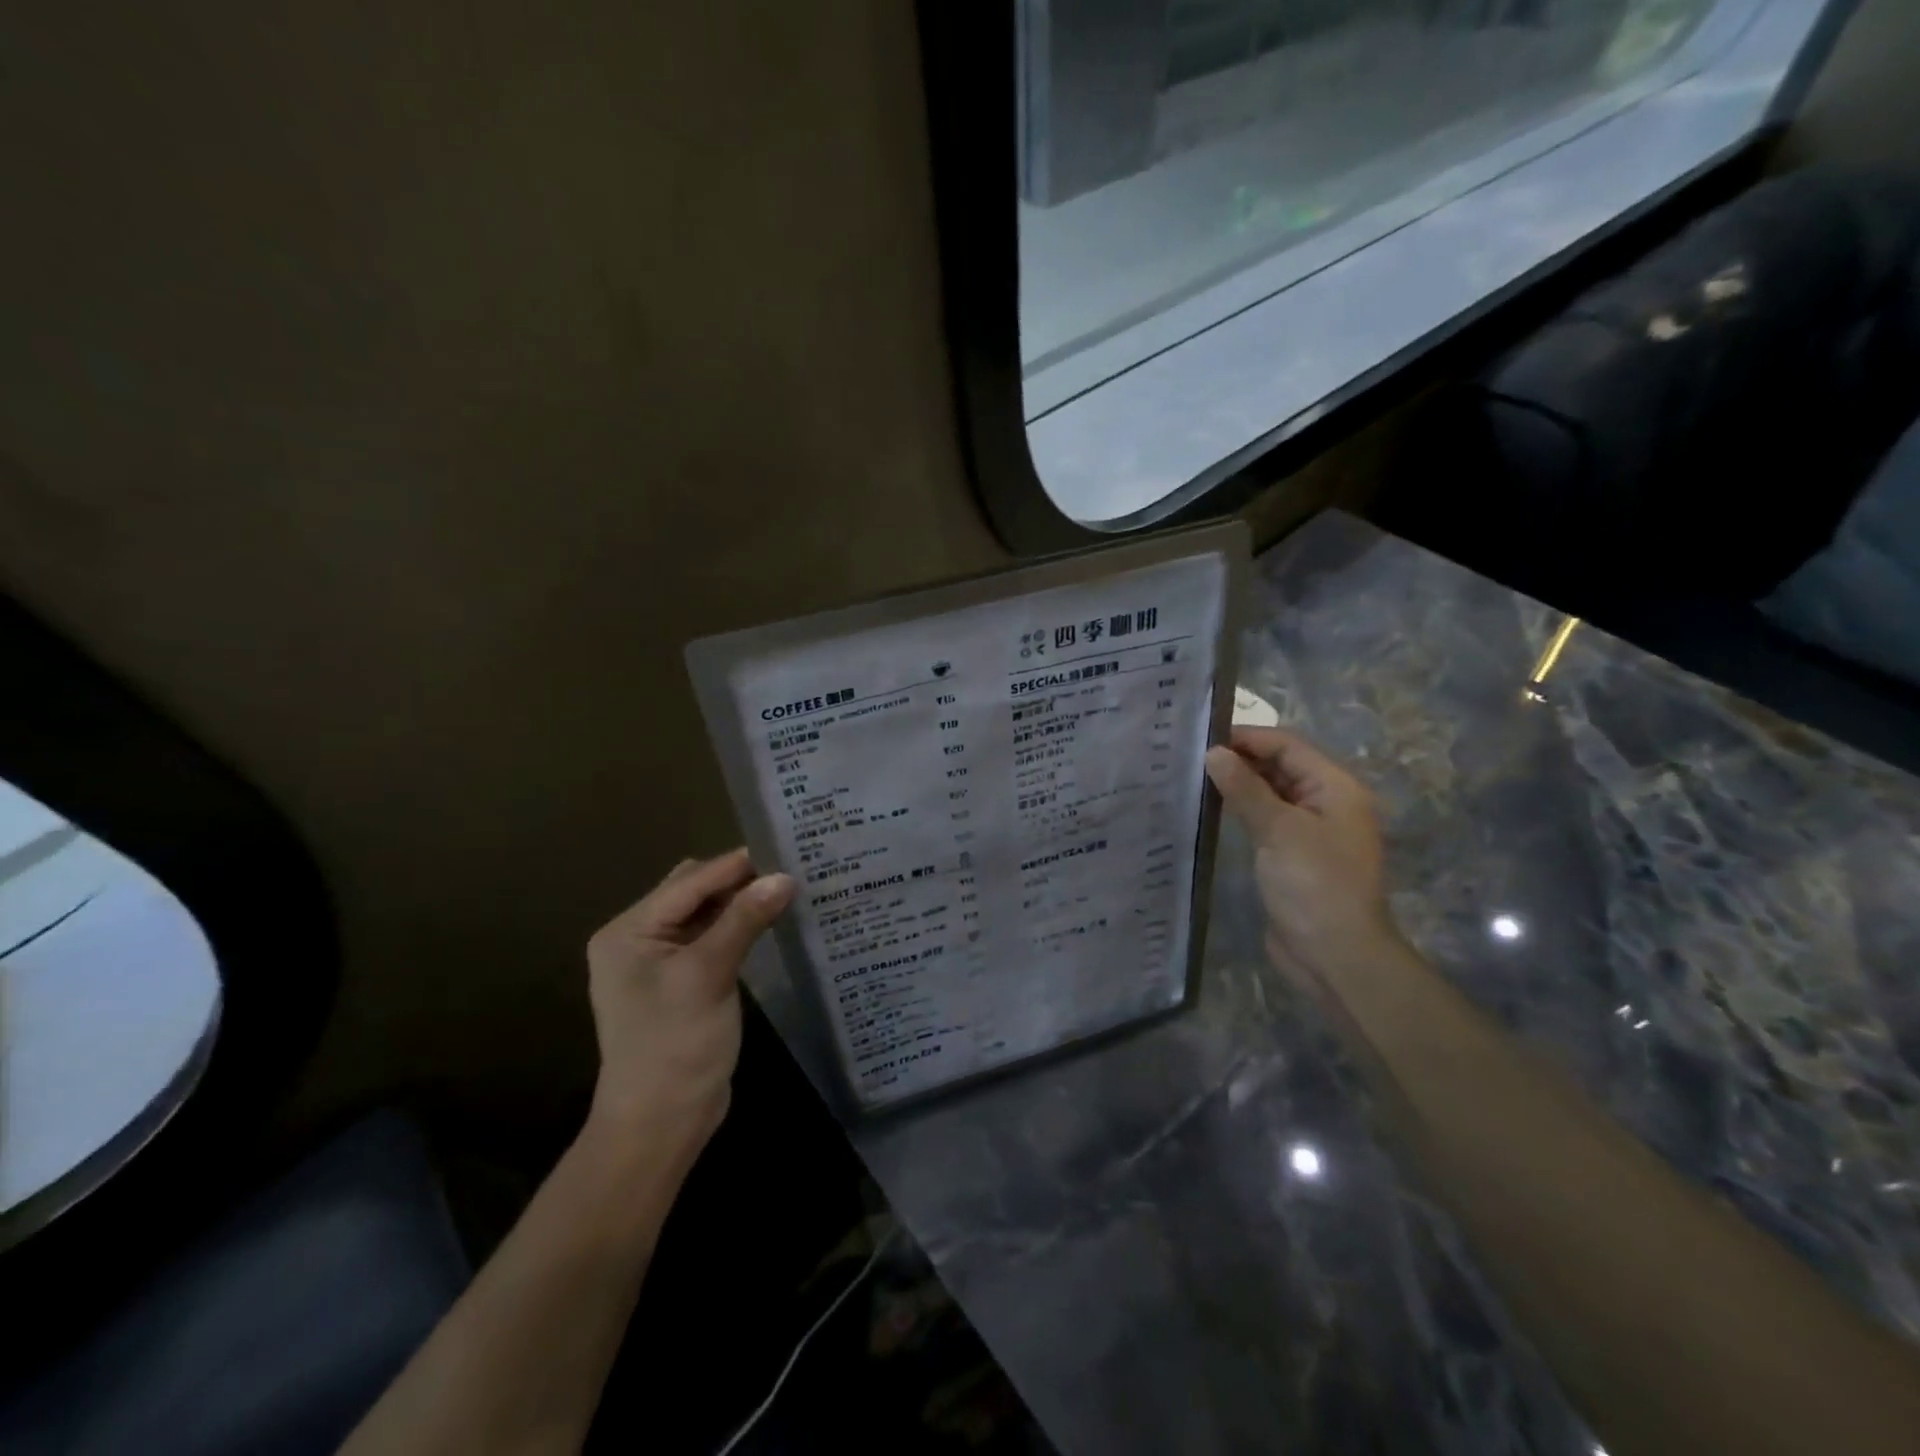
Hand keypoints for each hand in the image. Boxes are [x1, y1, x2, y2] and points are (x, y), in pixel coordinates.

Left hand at [583, 849, 794, 1158]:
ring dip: (741, 903)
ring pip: (705, 915)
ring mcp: (659, 962)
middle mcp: (638, 938)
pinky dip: (738, 928)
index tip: (784, 848)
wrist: (659, 1125)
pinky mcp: (681, 983)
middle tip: (790, 869)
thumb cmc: (675, 1046)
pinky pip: (711, 940)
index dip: (736, 865)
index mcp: (629, 931)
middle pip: (694, 892)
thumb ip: (744, 920)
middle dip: (739, 880)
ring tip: (787, 889)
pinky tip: (770, 922)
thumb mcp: (708, 975)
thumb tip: (784, 877)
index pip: (690, 882)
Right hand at [1204, 727, 1403, 996]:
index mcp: (1336, 788)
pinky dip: (1241, 810)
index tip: (1201, 737)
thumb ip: (1245, 788)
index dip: (1247, 738)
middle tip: (1189, 756)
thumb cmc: (1314, 884)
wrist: (1335, 955)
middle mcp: (1326, 802)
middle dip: (1240, 759)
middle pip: (1280, 766)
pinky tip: (1210, 809)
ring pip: (1270, 793)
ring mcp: (1309, 831)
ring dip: (1238, 785)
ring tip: (1192, 777)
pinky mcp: (1292, 855)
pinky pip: (1265, 820)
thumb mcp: (1279, 830)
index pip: (1288, 746)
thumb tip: (1213, 753)